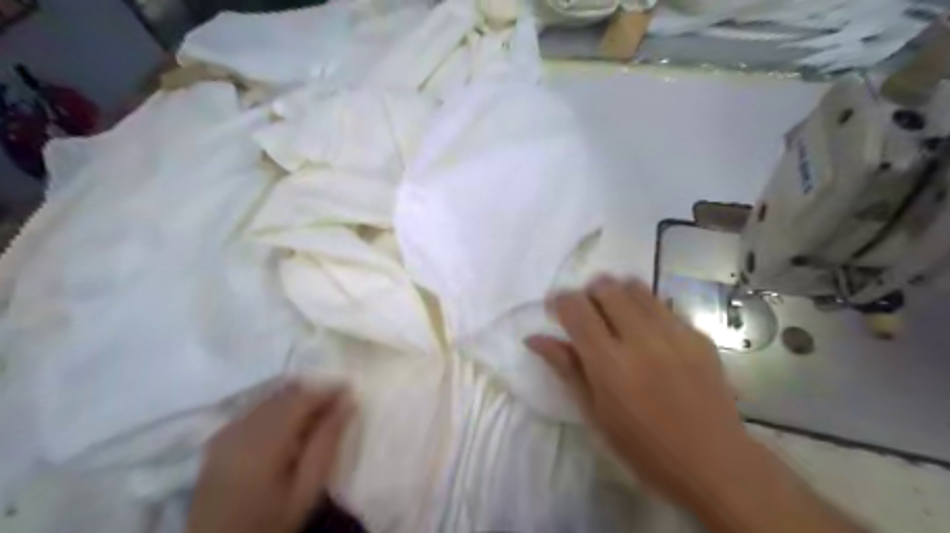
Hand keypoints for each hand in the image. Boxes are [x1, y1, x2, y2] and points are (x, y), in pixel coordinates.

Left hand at [188, 381, 353, 532]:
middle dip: (313, 393)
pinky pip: (255, 408)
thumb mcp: (307, 489)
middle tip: (338, 402)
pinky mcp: (218, 439)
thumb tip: (347, 402)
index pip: (301, 400)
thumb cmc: (270, 523)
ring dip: (295, 399)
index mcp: (263, 443)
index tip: (351, 390)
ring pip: (269, 399)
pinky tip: (289, 423)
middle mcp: (241, 429)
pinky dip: (277, 408)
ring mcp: (225, 432)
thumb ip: (327, 442)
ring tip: (318, 412)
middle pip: (284, 395)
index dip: (327, 390)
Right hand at [526, 277, 750, 505]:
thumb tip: (534, 337)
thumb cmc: (642, 447)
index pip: (576, 308)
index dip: (560, 301)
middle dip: (587, 293)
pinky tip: (647, 334)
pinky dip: (644, 309)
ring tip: (614, 316)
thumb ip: (566, 367)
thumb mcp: (594, 413)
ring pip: (635, 287)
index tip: (555, 310)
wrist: (713, 463)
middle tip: (586, 315)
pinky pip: (662, 305)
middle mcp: (641, 339)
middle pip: (606, 287)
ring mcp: (674, 333)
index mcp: (610, 364)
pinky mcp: (698, 335)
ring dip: (615, 293)